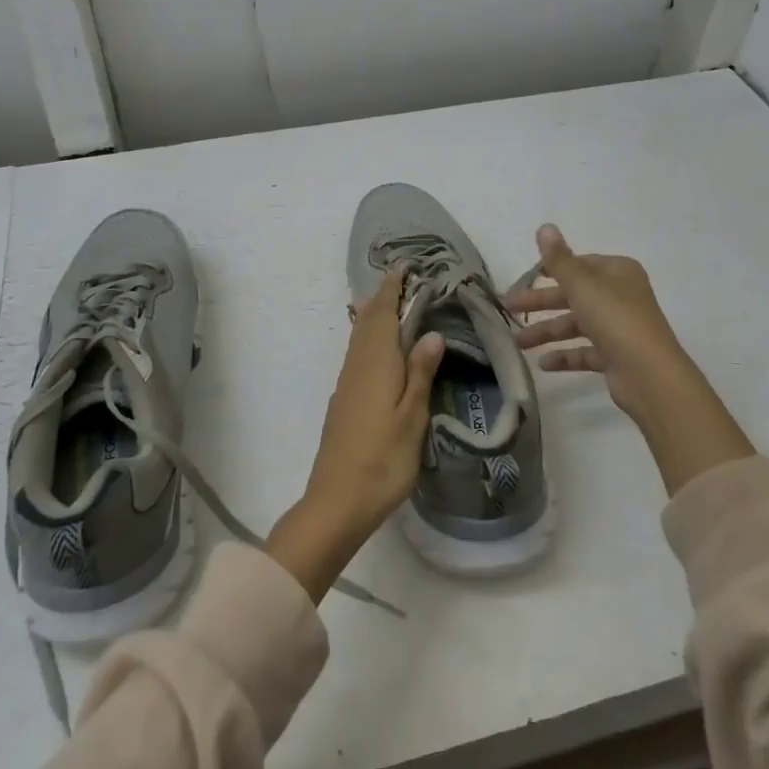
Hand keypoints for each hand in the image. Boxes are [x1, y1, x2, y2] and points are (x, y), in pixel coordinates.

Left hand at [266, 268, 445, 601]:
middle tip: (403, 280)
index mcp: (376, 364)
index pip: (383, 315)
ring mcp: (346, 384)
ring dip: (374, 315)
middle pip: (367, 321)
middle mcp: (357, 366)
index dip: (392, 289)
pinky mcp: (343, 401)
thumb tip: (430, 332)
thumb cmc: (383, 459)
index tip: (403, 267)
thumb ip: (420, 372)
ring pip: (359, 337)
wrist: (337, 501)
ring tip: (392, 303)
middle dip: (383, 297)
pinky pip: (357, 354)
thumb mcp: (412, 417)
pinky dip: (368, 337)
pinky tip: (377, 348)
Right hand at [507, 225, 753, 493]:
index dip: (552, 269)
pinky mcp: (616, 356)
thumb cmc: (615, 318)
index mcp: (617, 272)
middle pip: (573, 295)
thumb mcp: (582, 284)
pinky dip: (564, 356)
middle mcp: (620, 296)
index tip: (525, 277)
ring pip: (576, 324)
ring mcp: (619, 328)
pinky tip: (543, 364)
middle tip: (508, 308)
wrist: (649, 375)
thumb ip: (558, 259)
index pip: (580, 264)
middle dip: (541, 302)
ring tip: (518, 343)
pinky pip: (584, 352)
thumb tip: (544, 226)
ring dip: (547, 331)